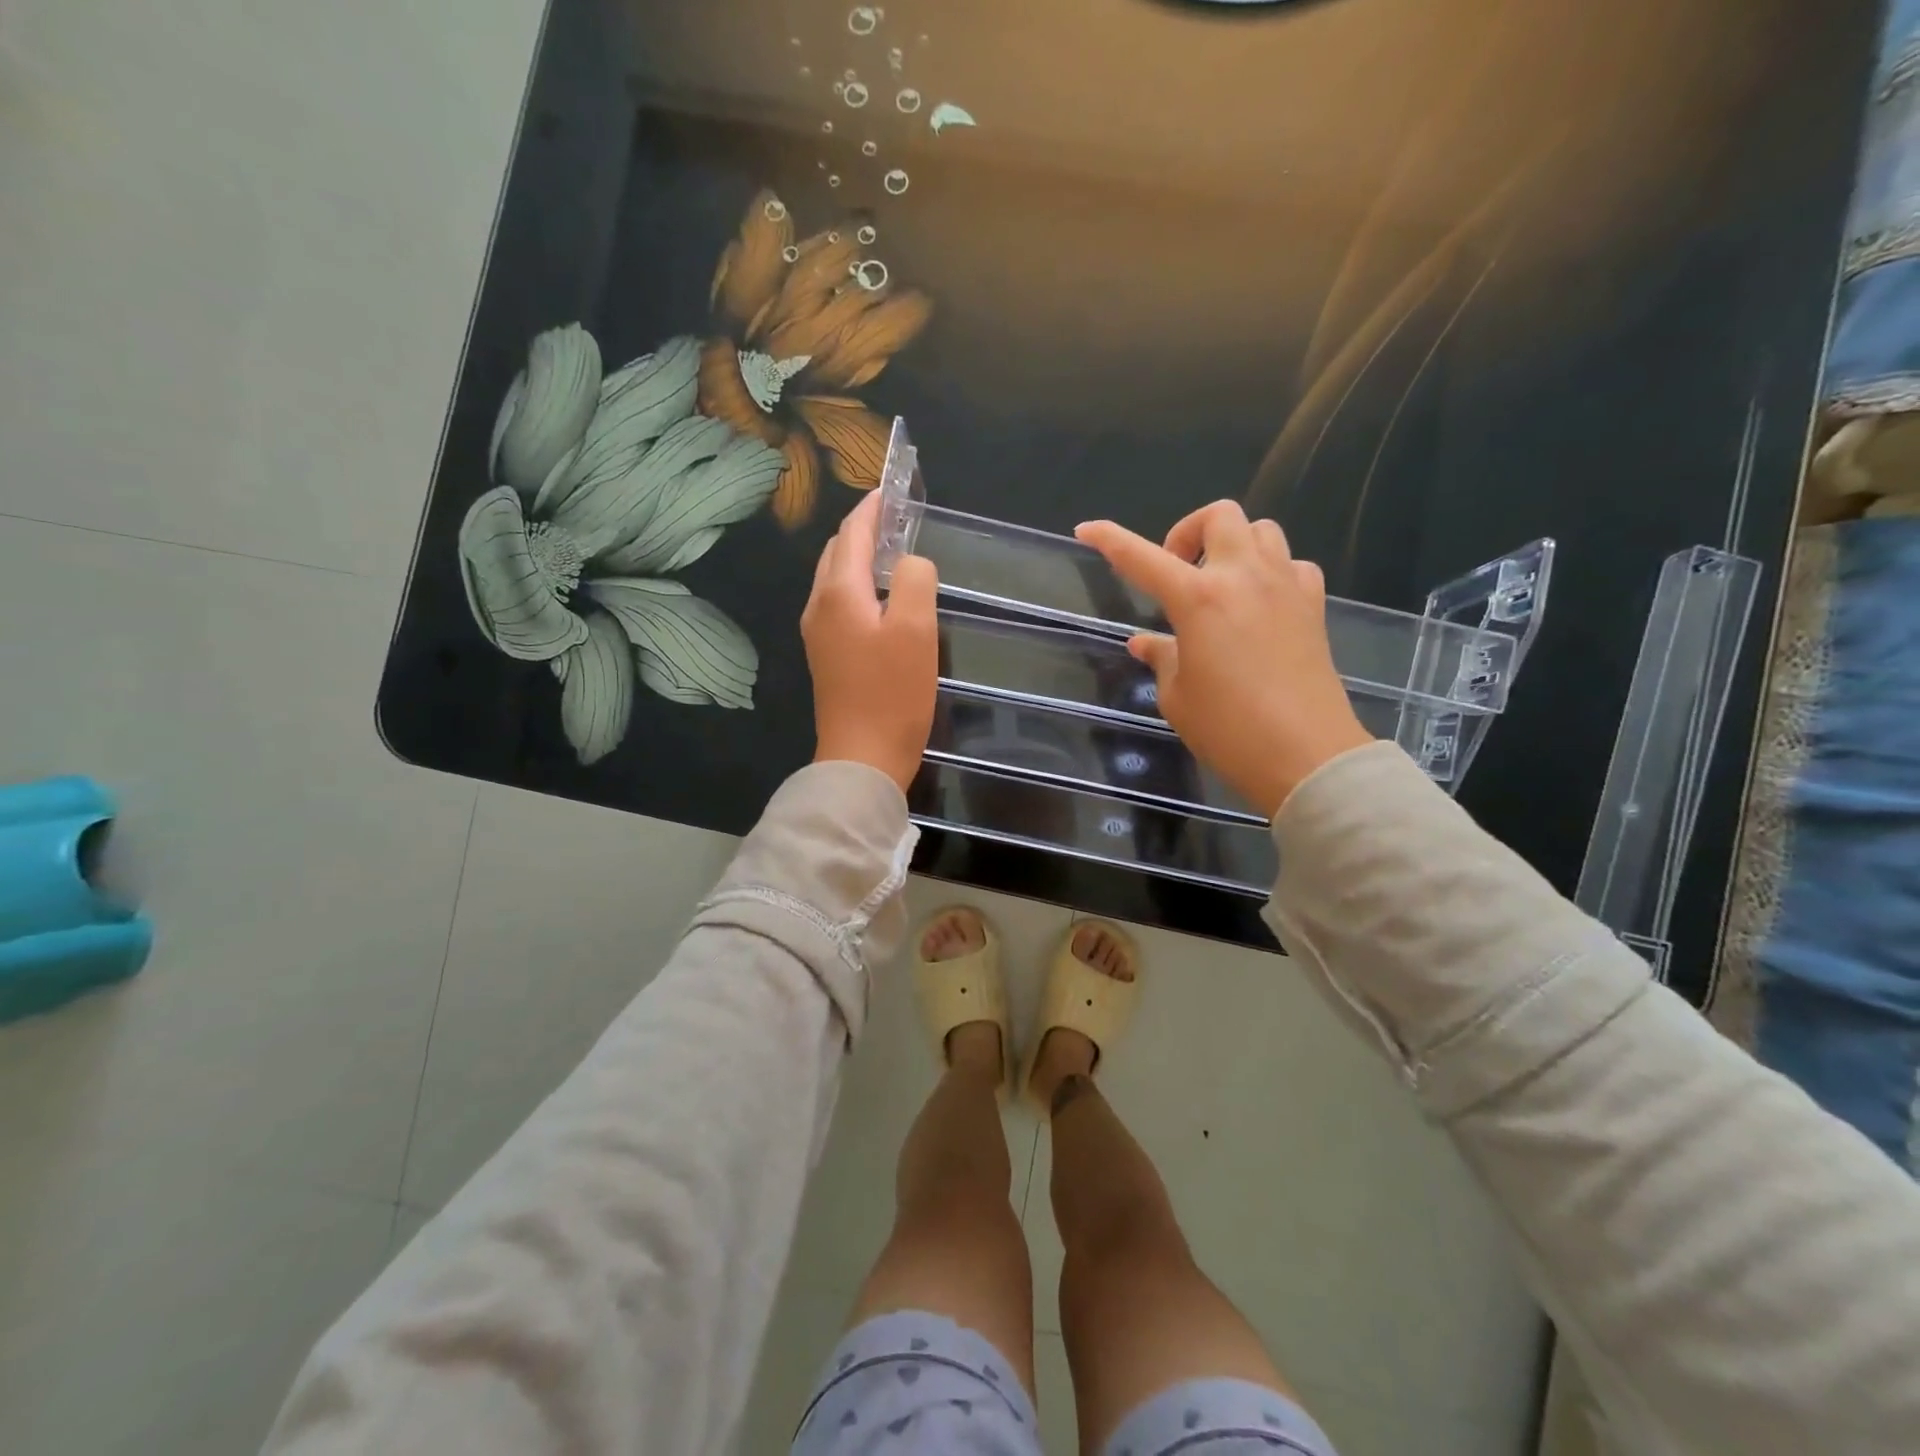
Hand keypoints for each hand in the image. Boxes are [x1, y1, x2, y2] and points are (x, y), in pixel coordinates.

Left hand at [802, 492, 939, 792]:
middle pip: (839, 551)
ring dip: (860, 558)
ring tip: (894, 553)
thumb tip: (910, 563)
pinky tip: (882, 599)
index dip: (874, 507)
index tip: (894, 489)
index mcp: (839, 592)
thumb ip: (915, 579)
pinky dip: (859, 586)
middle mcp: (819, 605)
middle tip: (899, 520)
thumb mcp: (916, 630)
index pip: (854, 532)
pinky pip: (839, 604)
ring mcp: (818, 633)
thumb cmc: (893, 694)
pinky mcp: (826, 656)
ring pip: (836, 578)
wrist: (862, 758)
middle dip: (864, 529)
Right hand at [1076, 501, 1371, 817]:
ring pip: (1261, 530)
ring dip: (1233, 545)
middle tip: (1177, 572)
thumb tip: (1145, 643)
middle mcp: (1243, 577)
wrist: (1306, 755)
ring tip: (1220, 585)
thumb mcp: (1178, 696)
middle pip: (1219, 516)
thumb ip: (1161, 658)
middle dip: (1189, 532)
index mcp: (1198, 599)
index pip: (1142, 558)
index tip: (1088, 529)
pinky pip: (1292, 564)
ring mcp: (1284, 587)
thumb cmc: (1229, 729)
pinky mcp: (1313, 605)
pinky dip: (1271, 571)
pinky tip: (1260, 604)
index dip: (1110, 539)